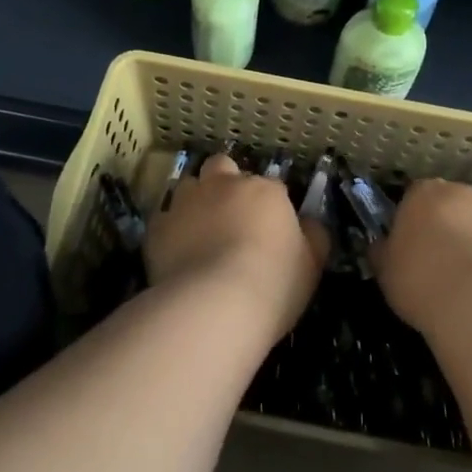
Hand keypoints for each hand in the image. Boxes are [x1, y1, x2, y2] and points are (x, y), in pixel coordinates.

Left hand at [144, 156, 328, 342]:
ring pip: (189, 186)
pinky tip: (177, 252)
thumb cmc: (273, 283)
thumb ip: (313, 236)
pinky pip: (163, 219)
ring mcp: (187, 202)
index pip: (271, 186)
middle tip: (230, 214)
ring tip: (200, 231)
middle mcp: (224, 185)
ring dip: (195, 201)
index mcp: (264, 190)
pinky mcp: (157, 227)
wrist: (214, 305)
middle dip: (225, 181)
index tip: (271, 228)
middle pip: (222, 166)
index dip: (270, 204)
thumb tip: (309, 224)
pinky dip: (170, 230)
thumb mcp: (311, 264)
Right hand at [371, 179, 471, 337]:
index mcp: (426, 193)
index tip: (412, 248)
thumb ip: (384, 252)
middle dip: (452, 229)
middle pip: (456, 206)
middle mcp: (468, 194)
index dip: (415, 222)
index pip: (416, 197)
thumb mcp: (385, 271)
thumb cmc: (422, 281)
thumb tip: (382, 247)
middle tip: (444, 266)